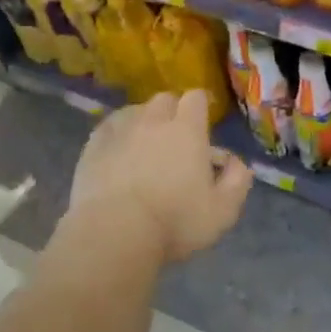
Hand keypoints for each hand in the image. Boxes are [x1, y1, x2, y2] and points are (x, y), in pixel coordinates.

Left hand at [68, 90, 252, 261]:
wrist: (113, 233)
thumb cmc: (175, 221)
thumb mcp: (223, 211)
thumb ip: (237, 181)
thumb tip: (238, 163)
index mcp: (187, 130)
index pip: (196, 98)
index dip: (201, 106)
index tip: (203, 124)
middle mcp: (153, 121)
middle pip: (165, 99)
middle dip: (173, 111)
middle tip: (176, 138)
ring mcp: (119, 131)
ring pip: (135, 111)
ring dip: (144, 121)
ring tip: (146, 144)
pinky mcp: (93, 146)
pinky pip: (109, 128)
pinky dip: (118, 133)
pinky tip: (118, 151)